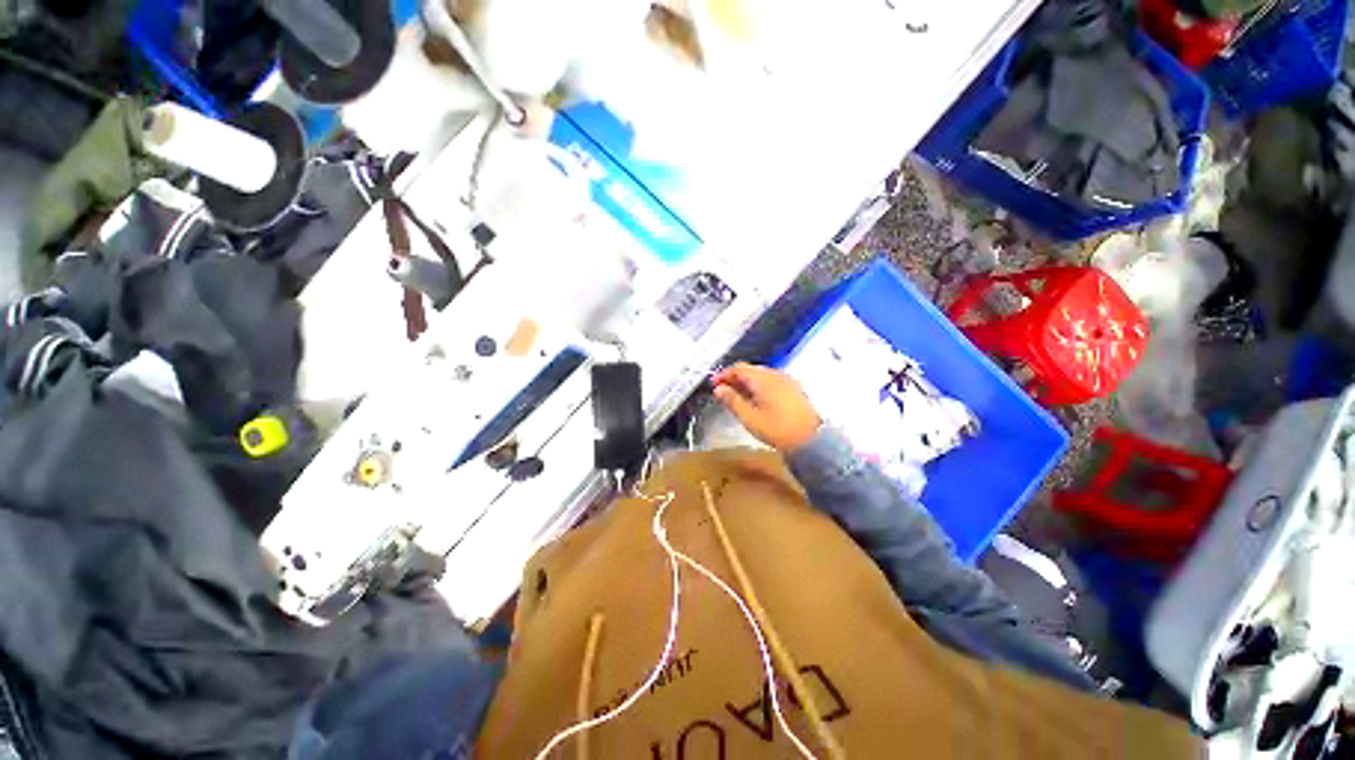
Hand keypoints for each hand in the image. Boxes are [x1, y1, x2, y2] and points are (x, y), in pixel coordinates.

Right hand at [712, 363, 821, 451]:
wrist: (813, 439)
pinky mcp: (794, 389)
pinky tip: (757, 400)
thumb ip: (732, 401)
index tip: (714, 385)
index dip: (724, 375)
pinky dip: (759, 386)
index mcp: (762, 378)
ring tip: (738, 397)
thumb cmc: (777, 429)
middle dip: (735, 378)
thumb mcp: (749, 418)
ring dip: (747, 382)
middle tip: (724, 392)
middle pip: (750, 369)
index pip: (738, 368)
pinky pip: (771, 381)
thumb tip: (719, 389)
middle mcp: (774, 374)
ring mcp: (786, 380)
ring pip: (761, 375)